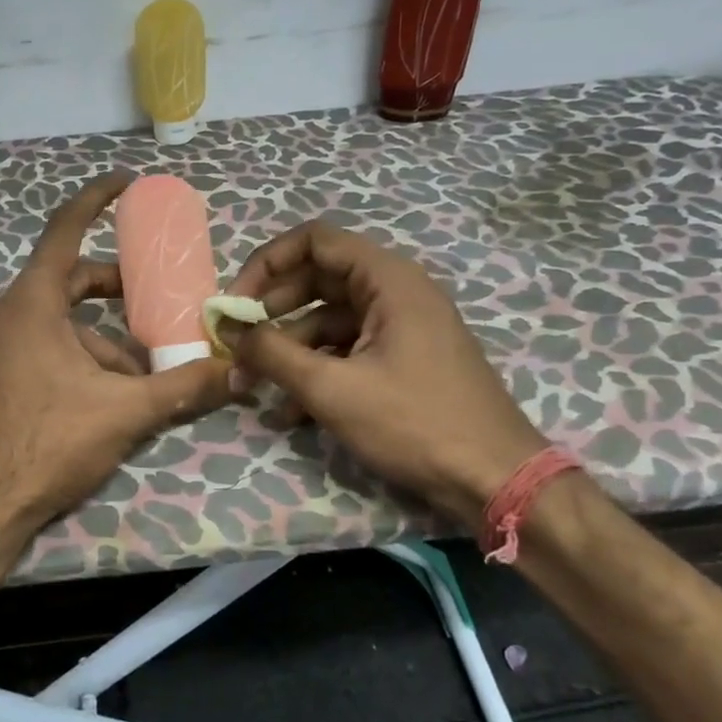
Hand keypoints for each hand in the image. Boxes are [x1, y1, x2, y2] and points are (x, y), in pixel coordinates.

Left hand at [0, 173, 234, 535]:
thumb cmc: (46, 443)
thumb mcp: (124, 412)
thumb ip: (183, 387)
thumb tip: (236, 371)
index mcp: (31, 303)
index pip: (65, 230)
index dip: (96, 200)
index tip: (125, 182)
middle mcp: (4, 315)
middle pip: (66, 281)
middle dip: (113, 288)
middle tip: (153, 299)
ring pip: (55, 324)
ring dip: (99, 339)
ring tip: (139, 374)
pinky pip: (37, 349)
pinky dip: (73, 358)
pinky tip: (101, 398)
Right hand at [223, 220, 545, 521]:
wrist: (494, 480)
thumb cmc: (414, 423)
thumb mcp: (332, 389)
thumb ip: (272, 353)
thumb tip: (227, 330)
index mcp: (388, 280)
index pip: (313, 240)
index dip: (267, 264)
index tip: (236, 303)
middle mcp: (396, 292)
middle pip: (318, 279)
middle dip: (272, 311)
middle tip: (238, 343)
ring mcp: (402, 327)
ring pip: (329, 320)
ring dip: (289, 348)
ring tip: (255, 387)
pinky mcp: (404, 359)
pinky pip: (348, 349)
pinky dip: (317, 369)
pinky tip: (292, 411)